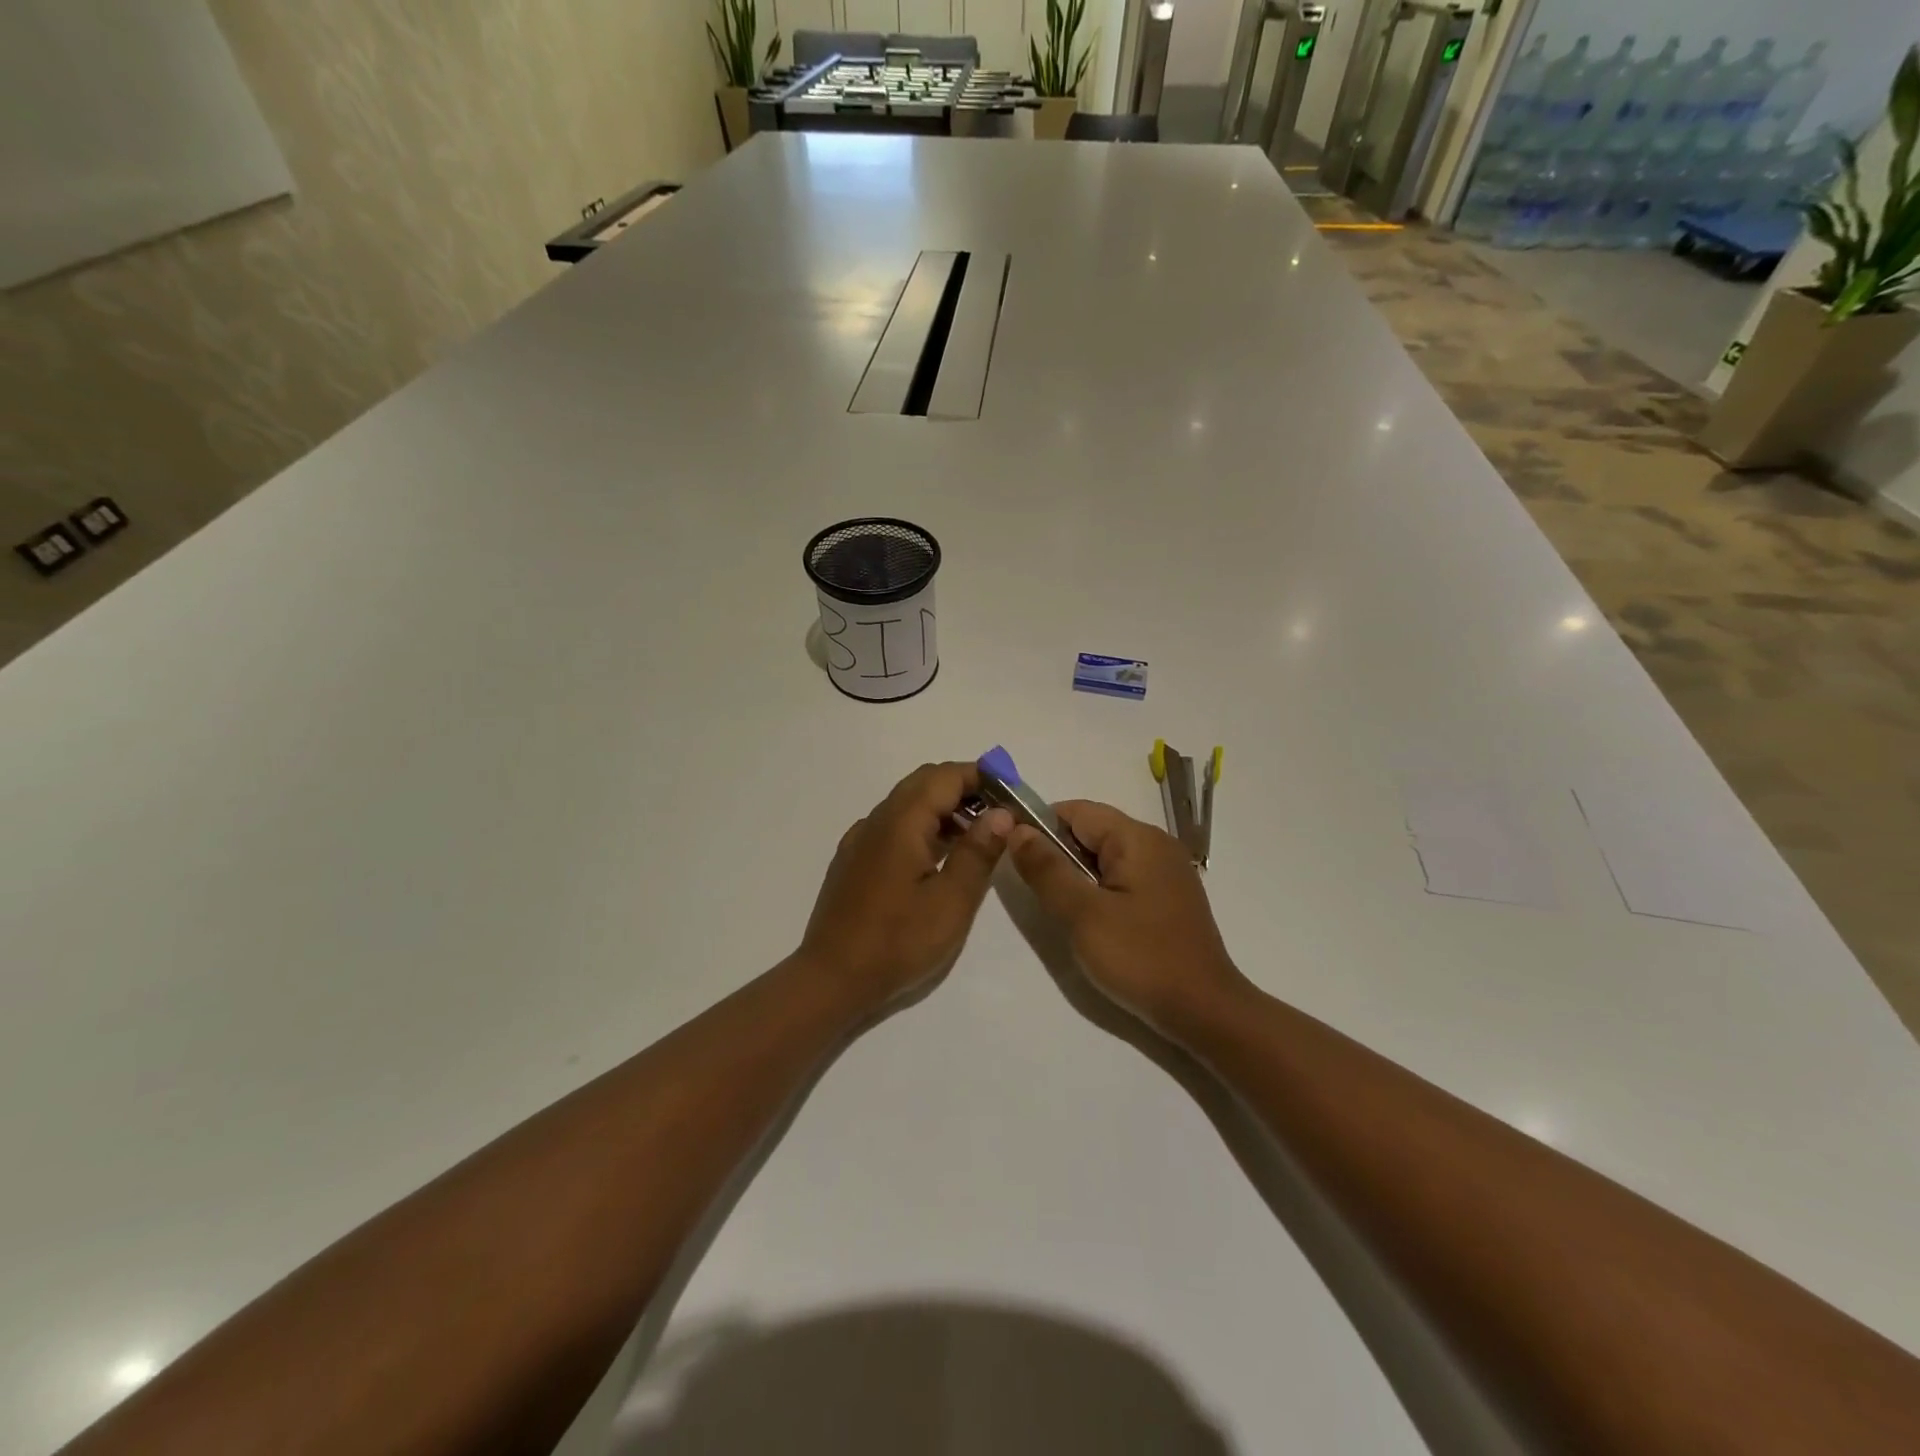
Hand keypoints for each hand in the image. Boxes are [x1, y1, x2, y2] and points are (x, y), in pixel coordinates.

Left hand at [800, 762, 1013, 1013]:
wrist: (830, 980)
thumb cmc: (897, 942)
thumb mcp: (951, 902)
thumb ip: (978, 853)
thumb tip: (1001, 813)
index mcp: (900, 822)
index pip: (944, 776)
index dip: (981, 777)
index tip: (1012, 794)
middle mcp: (876, 820)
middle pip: (924, 783)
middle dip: (964, 789)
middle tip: (999, 815)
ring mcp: (860, 840)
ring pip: (907, 804)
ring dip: (943, 809)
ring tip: (977, 839)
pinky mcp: (853, 860)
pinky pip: (893, 827)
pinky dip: (922, 828)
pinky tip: (938, 860)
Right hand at [1008, 800, 1252, 1036]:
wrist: (1204, 1011)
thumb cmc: (1141, 958)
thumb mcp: (1083, 914)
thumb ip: (1047, 869)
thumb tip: (1016, 829)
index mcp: (1137, 838)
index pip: (1075, 811)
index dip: (1039, 826)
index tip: (1013, 855)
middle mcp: (1155, 844)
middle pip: (1092, 831)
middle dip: (1058, 853)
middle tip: (1036, 891)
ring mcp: (1166, 871)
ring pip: (1105, 857)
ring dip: (1077, 875)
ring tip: (1061, 909)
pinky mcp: (1168, 896)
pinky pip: (1123, 877)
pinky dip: (1099, 889)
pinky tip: (1092, 921)